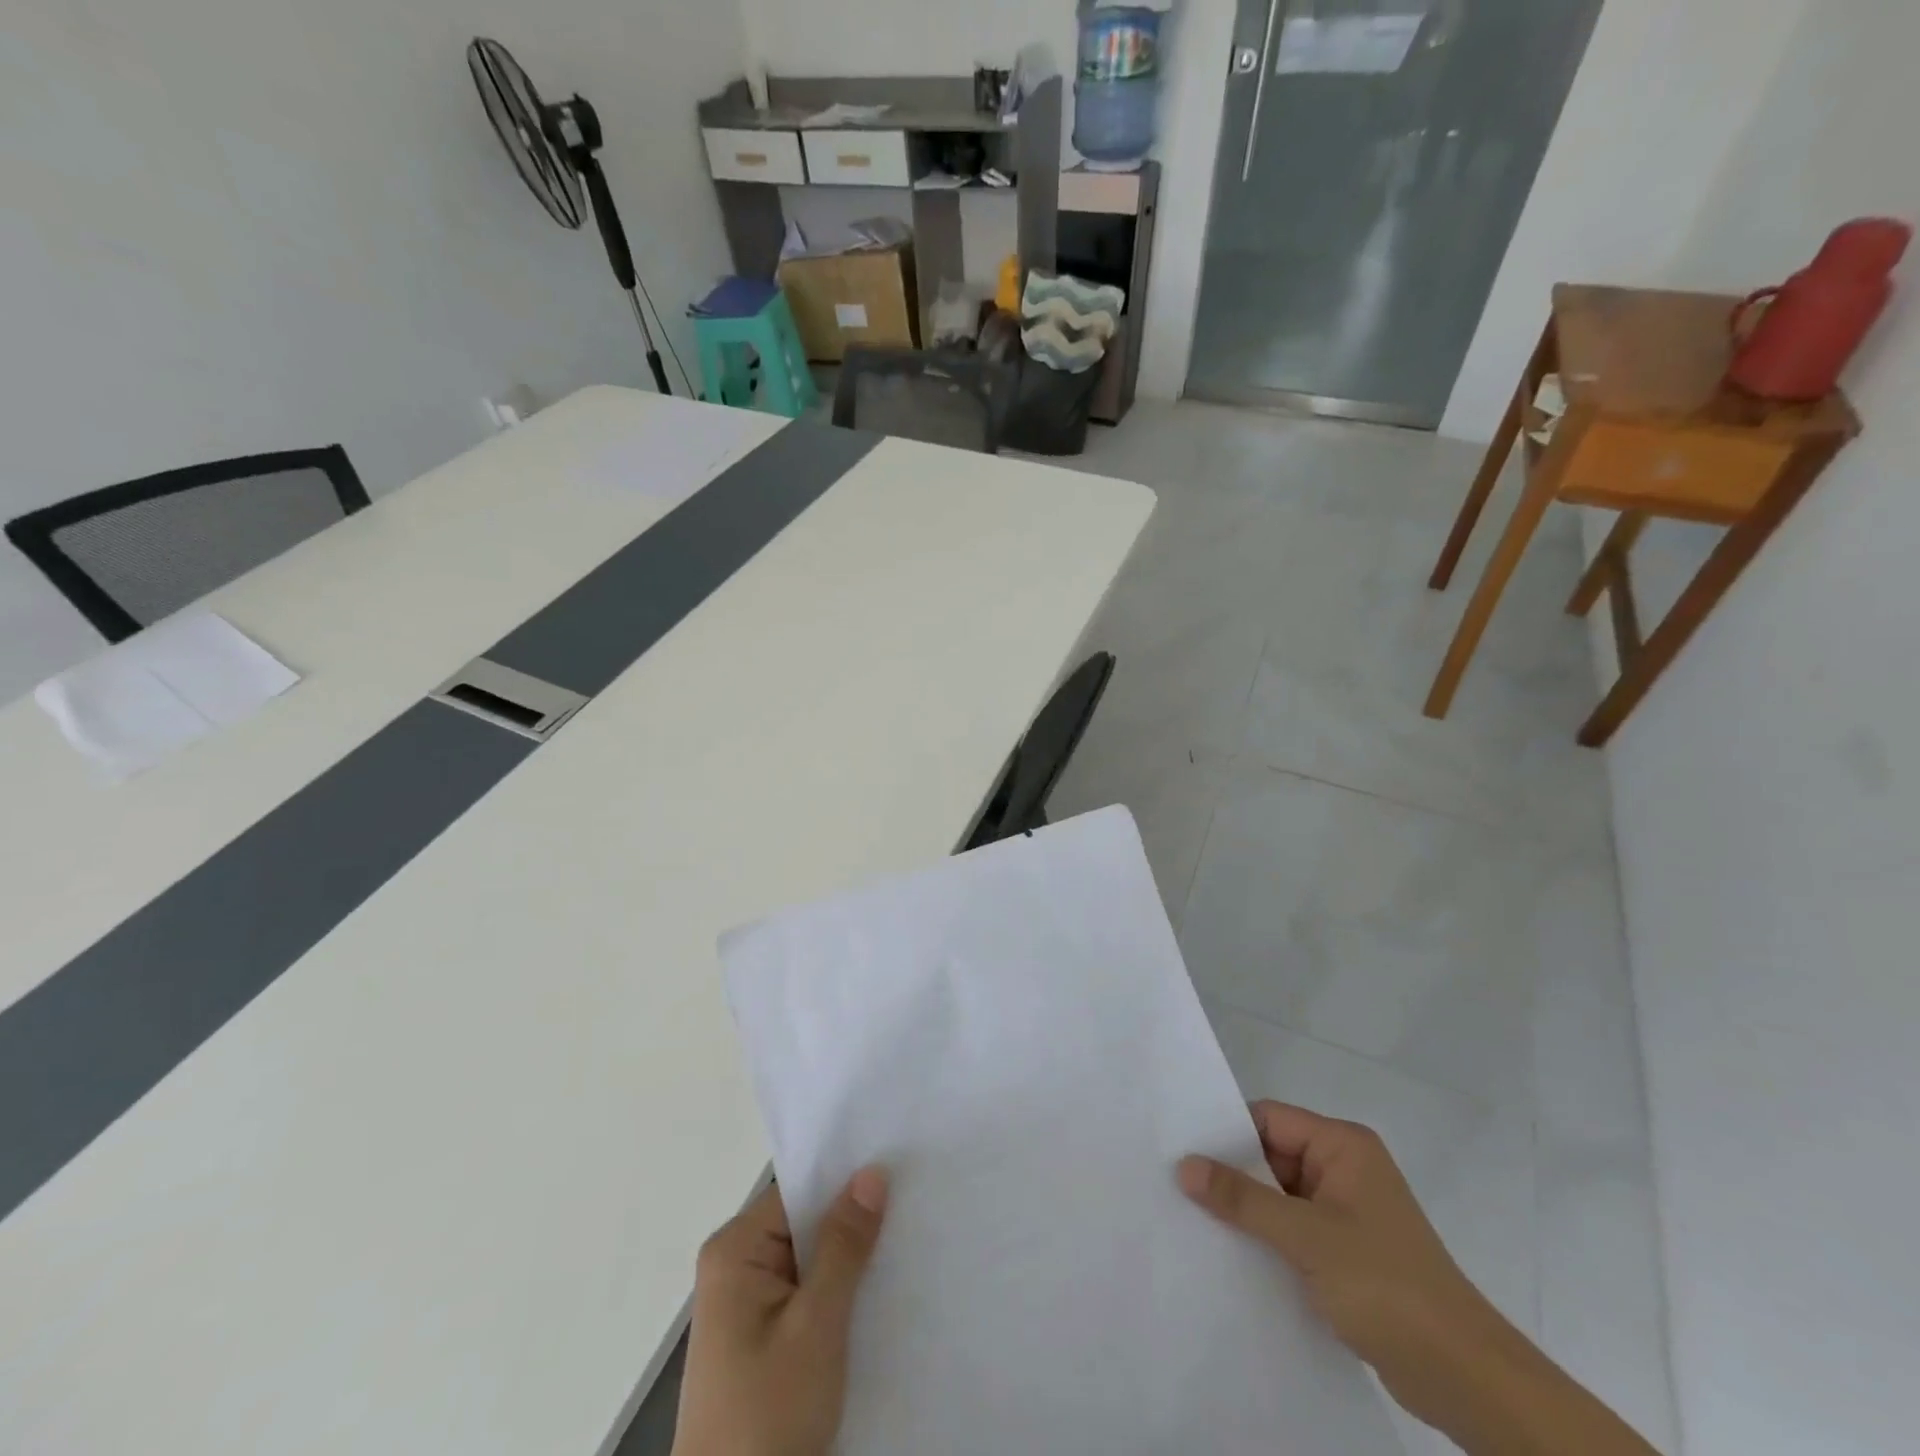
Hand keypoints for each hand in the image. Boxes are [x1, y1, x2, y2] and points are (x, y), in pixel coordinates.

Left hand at [672, 1169, 889, 1455]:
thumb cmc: (766, 1416)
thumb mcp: (815, 1326)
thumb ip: (844, 1246)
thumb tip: (872, 1172)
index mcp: (735, 1250)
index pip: (799, 1189)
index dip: (846, 1178)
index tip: (897, 1166)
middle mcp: (737, 1265)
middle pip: (806, 1221)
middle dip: (853, 1219)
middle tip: (913, 1201)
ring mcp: (748, 1304)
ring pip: (811, 1258)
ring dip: (850, 1258)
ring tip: (907, 1238)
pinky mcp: (763, 1337)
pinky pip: (808, 1291)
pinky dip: (840, 1291)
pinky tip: (880, 1288)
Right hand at [1176, 1102, 1508, 1433]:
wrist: (1464, 1378)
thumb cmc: (1386, 1285)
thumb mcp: (1305, 1237)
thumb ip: (1242, 1199)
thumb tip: (1184, 1166)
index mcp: (1342, 1146)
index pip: (1268, 1119)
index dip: (1225, 1132)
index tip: (1179, 1148)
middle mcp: (1343, 1168)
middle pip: (1270, 1156)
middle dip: (1230, 1173)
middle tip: (1175, 1184)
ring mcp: (1345, 1212)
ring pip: (1278, 1195)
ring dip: (1245, 1210)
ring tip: (1191, 1217)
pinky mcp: (1345, 1252)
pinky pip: (1291, 1229)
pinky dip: (1264, 1238)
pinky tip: (1228, 1252)